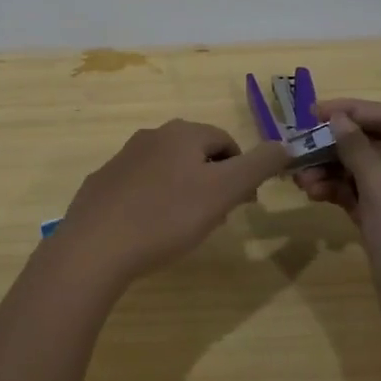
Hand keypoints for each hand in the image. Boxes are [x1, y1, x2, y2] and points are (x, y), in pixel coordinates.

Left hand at [52, 119, 292, 285]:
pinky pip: (139, 188)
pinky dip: (153, 202)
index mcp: (182, 134)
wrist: (95, 247)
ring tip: (184, 228)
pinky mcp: (102, 184)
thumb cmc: (167, 217)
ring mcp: (122, 159)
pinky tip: (150, 230)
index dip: (242, 172)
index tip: (242, 205)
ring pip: (168, 170)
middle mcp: (151, 136)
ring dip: (184, 192)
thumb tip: (284, 145)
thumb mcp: (224, 191)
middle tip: (216, 219)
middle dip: (213, 182)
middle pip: (196, 154)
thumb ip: (258, 165)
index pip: (226, 142)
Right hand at [297, 98, 380, 329]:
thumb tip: (339, 119)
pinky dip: (338, 192)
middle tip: (299, 148)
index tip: (312, 112)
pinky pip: (360, 197)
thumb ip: (357, 148)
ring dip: (331, 170)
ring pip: (363, 172)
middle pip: (374, 144)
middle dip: (335, 145)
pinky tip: (313, 194)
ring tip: (300, 180)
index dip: (352, 110)